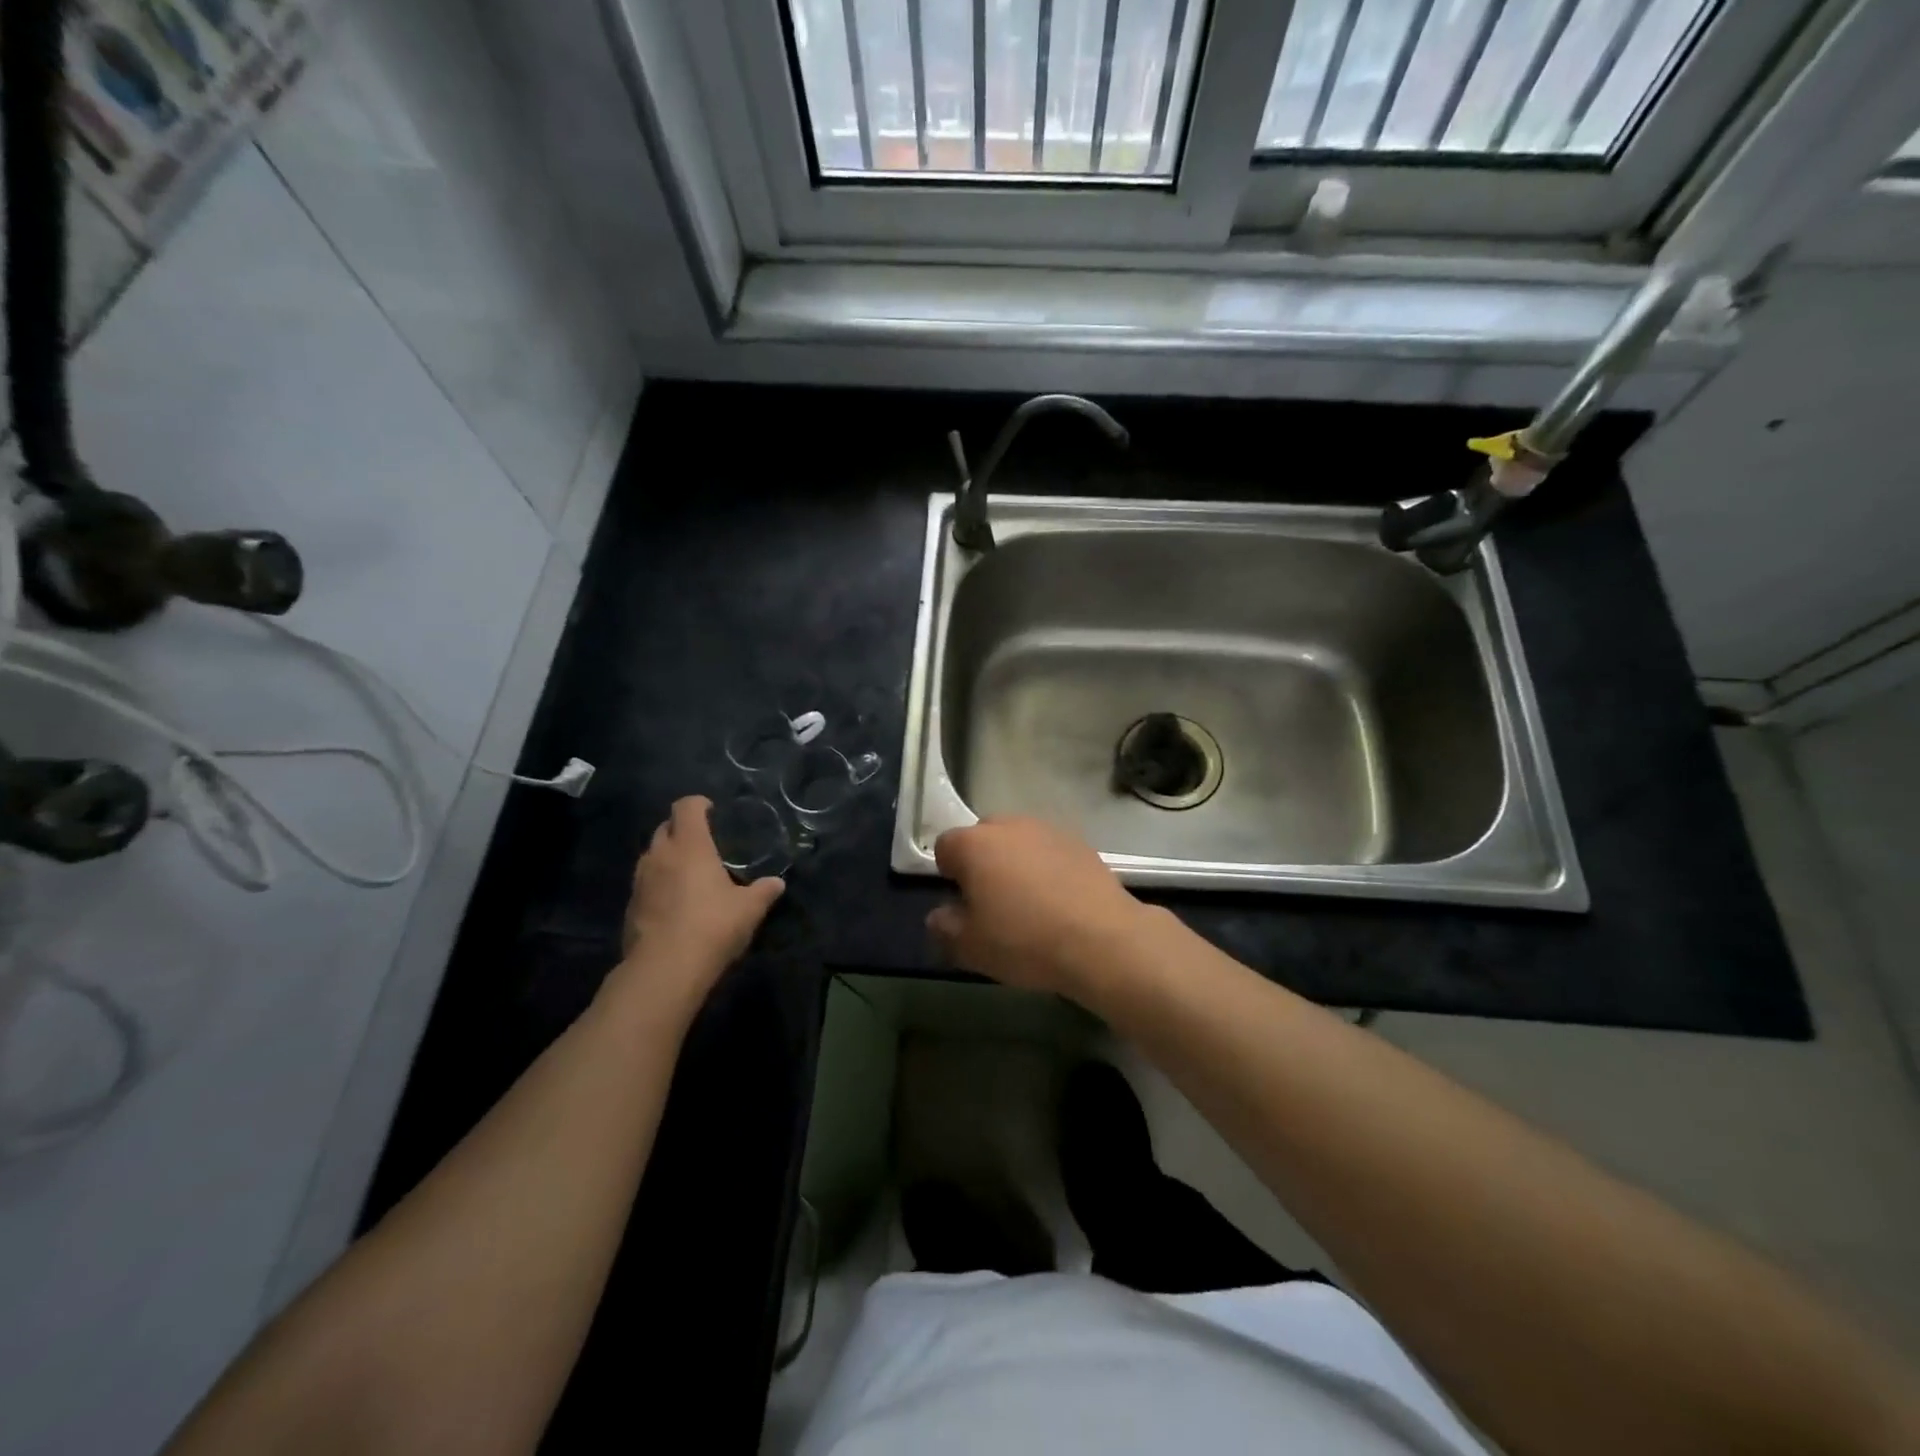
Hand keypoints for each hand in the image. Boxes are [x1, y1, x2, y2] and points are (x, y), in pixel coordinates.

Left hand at [619, 797, 783, 999]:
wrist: (664, 969)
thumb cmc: (712, 926)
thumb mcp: (749, 909)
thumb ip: (763, 891)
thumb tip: (777, 883)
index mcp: (690, 845)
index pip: (686, 807)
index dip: (698, 803)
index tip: (712, 810)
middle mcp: (660, 855)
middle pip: (664, 827)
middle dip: (681, 829)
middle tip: (702, 842)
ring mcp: (640, 880)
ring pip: (651, 855)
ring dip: (667, 856)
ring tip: (688, 872)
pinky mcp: (630, 906)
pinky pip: (645, 883)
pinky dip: (658, 883)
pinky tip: (674, 902)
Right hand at [927, 817, 1153, 997]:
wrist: (1101, 940)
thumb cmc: (1024, 940)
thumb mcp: (971, 947)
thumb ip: (945, 927)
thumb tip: (939, 915)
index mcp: (975, 844)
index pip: (945, 846)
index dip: (948, 873)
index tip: (962, 902)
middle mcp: (1009, 826)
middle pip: (983, 837)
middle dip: (982, 862)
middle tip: (992, 902)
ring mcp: (1048, 830)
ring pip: (1019, 841)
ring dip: (1016, 862)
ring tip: (1029, 902)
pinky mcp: (1081, 843)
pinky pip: (1050, 851)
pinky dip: (1048, 867)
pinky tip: (1059, 900)